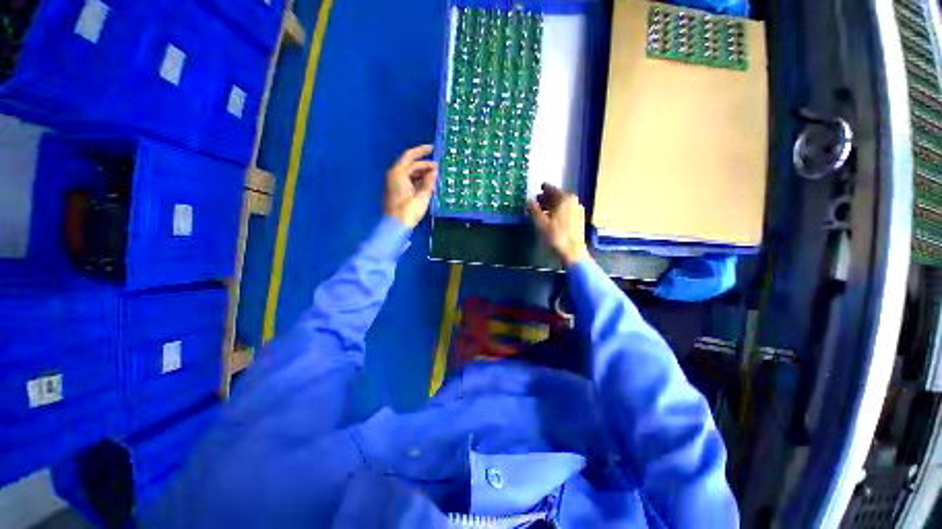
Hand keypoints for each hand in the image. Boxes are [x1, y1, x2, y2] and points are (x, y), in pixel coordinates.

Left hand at [385, 145, 438, 228]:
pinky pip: (409, 182)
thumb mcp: (422, 195)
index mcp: (398, 172)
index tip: (433, 149)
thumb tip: (434, 171)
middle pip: (411, 166)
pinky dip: (418, 182)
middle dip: (425, 166)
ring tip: (436, 178)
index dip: (421, 151)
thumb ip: (429, 181)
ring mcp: (395, 184)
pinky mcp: (397, 192)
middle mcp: (395, 175)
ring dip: (422, 175)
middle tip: (438, 169)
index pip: (410, 155)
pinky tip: (428, 186)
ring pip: (410, 174)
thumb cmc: (408, 210)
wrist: (396, 226)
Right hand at [529, 184, 590, 266]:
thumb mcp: (541, 223)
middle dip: (546, 198)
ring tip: (541, 210)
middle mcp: (573, 201)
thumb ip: (534, 209)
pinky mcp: (578, 219)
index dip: (544, 188)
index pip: (552, 189)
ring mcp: (577, 210)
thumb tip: (529, 200)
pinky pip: (565, 210)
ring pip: (561, 204)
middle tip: (537, 200)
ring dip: (551, 205)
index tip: (539, 187)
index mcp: (565, 199)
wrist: (572, 251)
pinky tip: (550, 217)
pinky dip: (557, 211)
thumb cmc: (556, 236)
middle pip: (557, 196)